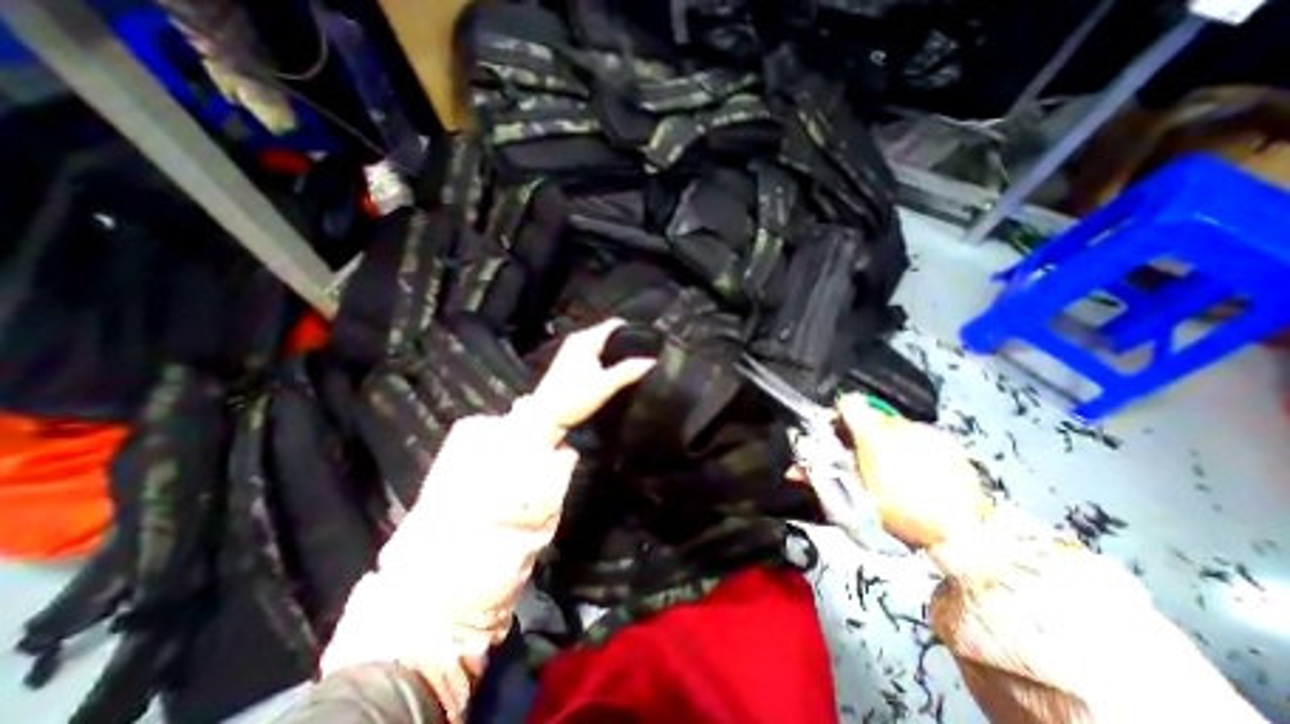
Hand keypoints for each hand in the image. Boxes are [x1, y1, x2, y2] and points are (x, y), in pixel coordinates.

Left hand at [528, 319, 658, 443]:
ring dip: (615, 351)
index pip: (614, 324)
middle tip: (643, 354)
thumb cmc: (572, 399)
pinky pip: (595, 352)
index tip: (648, 341)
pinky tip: (613, 370)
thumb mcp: (604, 385)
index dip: (632, 330)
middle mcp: (577, 340)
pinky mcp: (570, 362)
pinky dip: (606, 358)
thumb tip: (652, 361)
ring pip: (602, 344)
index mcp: (585, 340)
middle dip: (625, 341)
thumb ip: (628, 372)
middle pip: (608, 333)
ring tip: (632, 362)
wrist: (545, 417)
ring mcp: (571, 351)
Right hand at [833, 395, 988, 548]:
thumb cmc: (902, 514)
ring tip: (889, 464)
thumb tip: (791, 470)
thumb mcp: (855, 497)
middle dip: (860, 431)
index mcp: (874, 437)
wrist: (965, 534)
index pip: (848, 403)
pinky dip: (909, 444)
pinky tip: (914, 467)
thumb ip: (822, 477)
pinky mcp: (947, 441)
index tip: (836, 433)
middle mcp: (899, 426)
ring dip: (885, 437)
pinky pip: (918, 434)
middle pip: (870, 415)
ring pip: (894, 424)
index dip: (837, 415)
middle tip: (861, 455)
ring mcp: (927, 431)